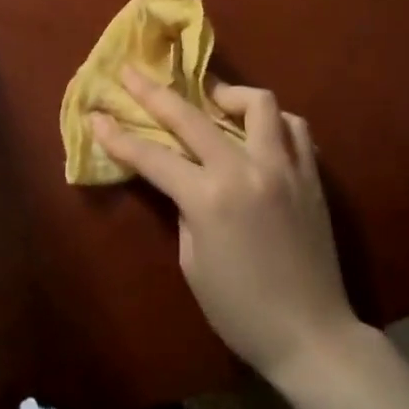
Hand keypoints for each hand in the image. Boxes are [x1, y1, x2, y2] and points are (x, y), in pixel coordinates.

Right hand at [92, 71, 360, 381]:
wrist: (311, 335)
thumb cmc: (241, 310)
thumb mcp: (193, 263)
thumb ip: (186, 210)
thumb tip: (186, 179)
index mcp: (209, 198)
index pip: (152, 156)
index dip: (118, 136)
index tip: (96, 114)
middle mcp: (245, 170)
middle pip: (192, 115)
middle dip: (154, 92)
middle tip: (132, 72)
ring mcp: (284, 167)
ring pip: (259, 103)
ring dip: (229, 95)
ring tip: (213, 101)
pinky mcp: (311, 174)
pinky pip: (294, 128)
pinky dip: (272, 122)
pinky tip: (259, 133)